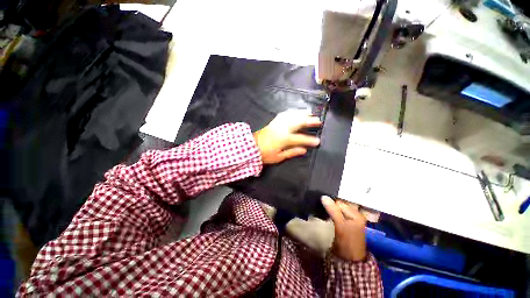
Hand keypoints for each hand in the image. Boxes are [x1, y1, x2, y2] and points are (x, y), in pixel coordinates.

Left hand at [253, 110, 320, 164]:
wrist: (251, 147)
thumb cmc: (265, 154)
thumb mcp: (279, 157)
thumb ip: (292, 152)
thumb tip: (304, 150)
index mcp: (284, 139)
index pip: (300, 139)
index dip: (310, 140)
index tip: (318, 141)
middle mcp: (282, 129)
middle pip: (298, 122)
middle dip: (309, 121)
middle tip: (318, 120)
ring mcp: (277, 124)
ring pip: (291, 116)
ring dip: (301, 113)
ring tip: (309, 112)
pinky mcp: (273, 122)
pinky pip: (283, 114)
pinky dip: (291, 112)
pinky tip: (295, 112)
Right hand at [321, 196, 367, 261]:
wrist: (349, 260)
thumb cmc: (347, 241)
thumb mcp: (340, 225)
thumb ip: (333, 210)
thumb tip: (323, 196)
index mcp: (356, 214)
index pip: (341, 202)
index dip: (331, 202)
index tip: (322, 202)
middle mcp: (354, 215)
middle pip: (340, 205)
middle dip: (330, 204)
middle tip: (321, 204)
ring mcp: (349, 220)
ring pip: (337, 210)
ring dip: (330, 209)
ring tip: (322, 208)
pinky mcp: (344, 225)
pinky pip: (336, 215)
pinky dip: (331, 213)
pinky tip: (325, 214)